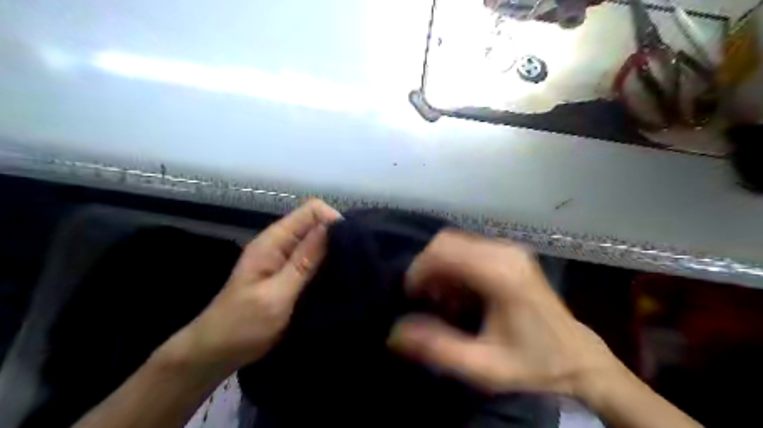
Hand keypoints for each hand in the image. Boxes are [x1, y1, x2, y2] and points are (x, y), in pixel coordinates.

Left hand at [162, 200, 341, 375]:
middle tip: (358, 261)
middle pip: (317, 224)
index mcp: (274, 240)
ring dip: (336, 253)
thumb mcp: (277, 294)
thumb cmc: (243, 324)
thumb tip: (331, 227)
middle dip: (339, 237)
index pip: (312, 210)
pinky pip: (316, 261)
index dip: (333, 220)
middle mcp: (282, 243)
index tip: (353, 244)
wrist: (217, 351)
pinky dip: (329, 266)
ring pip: (319, 243)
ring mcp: (286, 259)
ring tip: (355, 271)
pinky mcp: (291, 275)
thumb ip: (304, 261)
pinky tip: (342, 279)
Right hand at [388, 231, 625, 397]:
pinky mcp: (509, 254)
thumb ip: (438, 348)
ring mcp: (509, 250)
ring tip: (440, 301)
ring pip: (456, 244)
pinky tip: (458, 294)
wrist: (579, 359)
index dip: (418, 269)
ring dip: (440, 269)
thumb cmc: (534, 364)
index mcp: (500, 273)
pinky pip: (468, 249)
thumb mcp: (483, 367)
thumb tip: (394, 332)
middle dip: (427, 268)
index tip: (410, 296)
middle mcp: (505, 252)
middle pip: (447, 242)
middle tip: (423, 299)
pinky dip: (453, 267)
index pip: (444, 251)